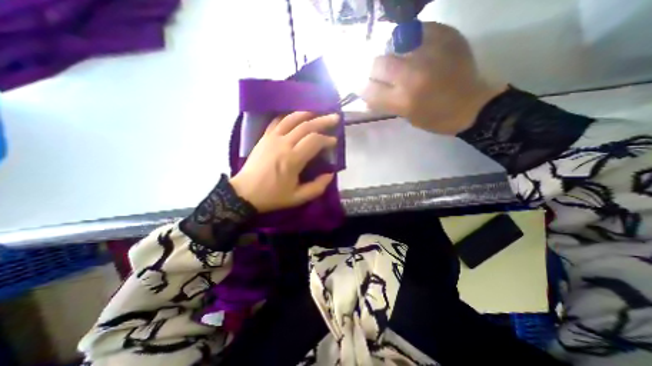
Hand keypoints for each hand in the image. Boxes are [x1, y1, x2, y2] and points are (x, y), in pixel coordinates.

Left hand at [229, 113, 339, 212]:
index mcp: (292, 160)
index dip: (326, 139)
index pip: (314, 141)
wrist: (244, 193)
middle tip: (335, 118)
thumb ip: (317, 187)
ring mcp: (272, 138)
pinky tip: (296, 116)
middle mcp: (283, 144)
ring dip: (307, 114)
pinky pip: (277, 121)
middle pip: (306, 126)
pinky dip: (289, 116)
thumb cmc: (272, 196)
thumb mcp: (298, 198)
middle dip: (323, 121)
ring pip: (291, 119)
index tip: (334, 141)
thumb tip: (330, 174)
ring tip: (317, 112)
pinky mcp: (264, 137)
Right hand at [362, 21, 503, 134]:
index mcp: (403, 100)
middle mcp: (412, 75)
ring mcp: (430, 53)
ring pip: (394, 44)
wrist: (471, 105)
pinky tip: (419, 50)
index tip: (365, 86)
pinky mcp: (446, 37)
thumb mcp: (405, 116)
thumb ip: (384, 102)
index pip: (368, 88)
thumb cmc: (434, 118)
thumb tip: (365, 91)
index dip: (362, 87)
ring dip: (392, 54)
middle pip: (377, 63)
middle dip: (375, 70)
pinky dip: (413, 39)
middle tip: (383, 74)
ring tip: (402, 60)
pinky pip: (418, 30)